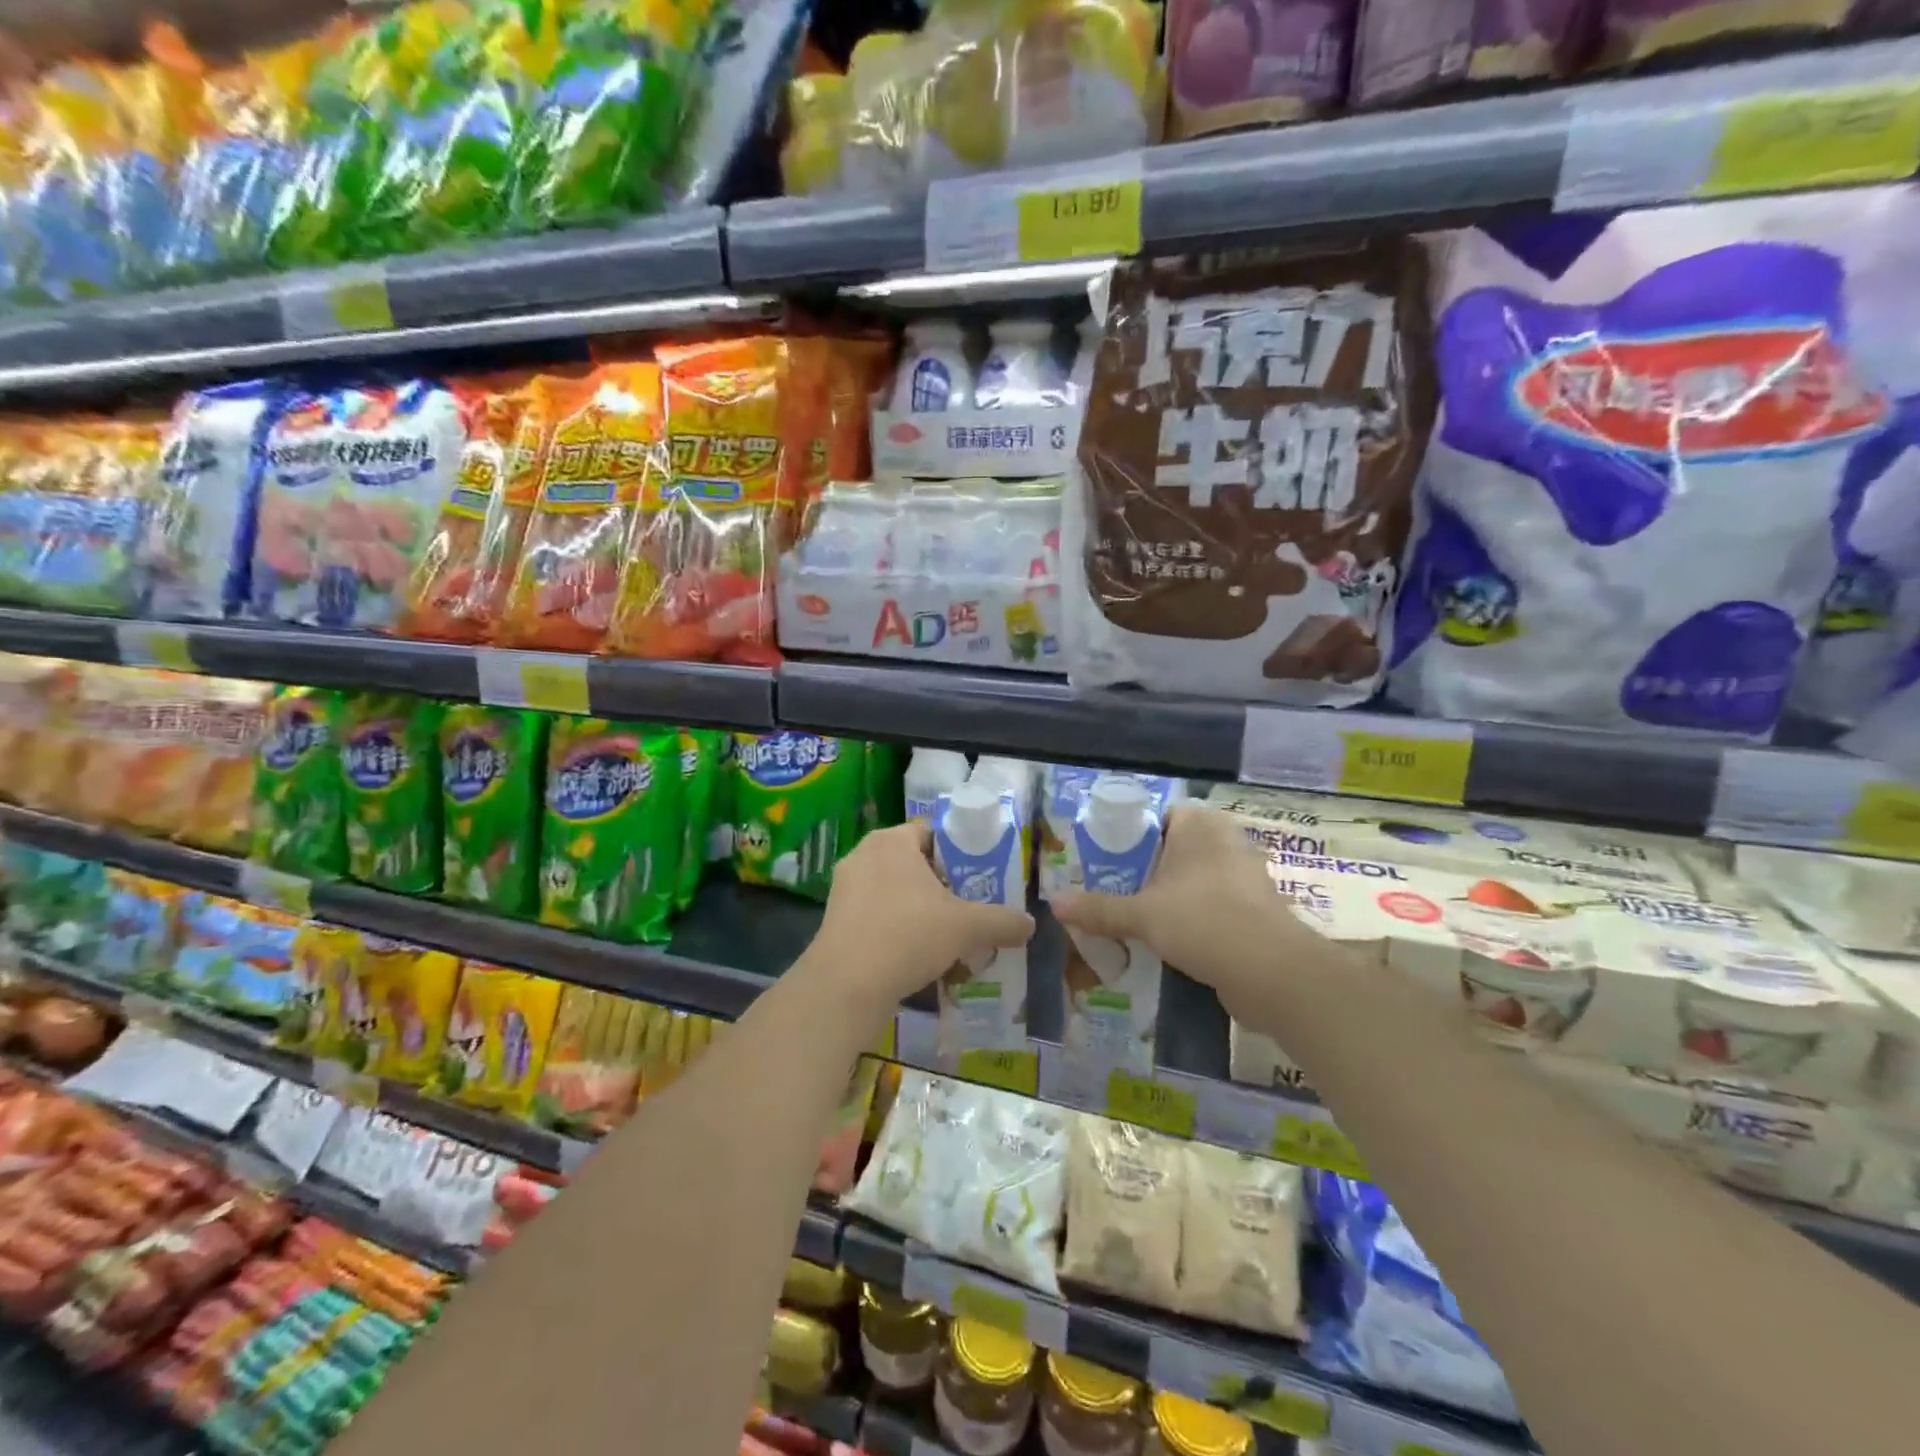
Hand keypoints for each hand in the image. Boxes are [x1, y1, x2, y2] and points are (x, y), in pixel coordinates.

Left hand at [810, 821, 1034, 1014]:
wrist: (844, 987)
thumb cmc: (907, 937)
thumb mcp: (966, 927)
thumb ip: (1002, 921)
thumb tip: (1031, 925)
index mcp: (892, 841)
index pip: (934, 832)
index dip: (962, 852)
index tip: (982, 877)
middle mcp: (864, 855)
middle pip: (916, 864)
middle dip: (944, 887)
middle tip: (971, 909)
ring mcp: (845, 888)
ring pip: (897, 893)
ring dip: (923, 912)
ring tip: (950, 937)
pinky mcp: (835, 920)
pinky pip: (878, 916)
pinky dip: (899, 930)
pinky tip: (920, 957)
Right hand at [1051, 803, 1317, 1017]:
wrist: (1273, 972)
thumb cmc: (1202, 921)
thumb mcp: (1141, 915)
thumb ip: (1099, 909)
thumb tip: (1053, 904)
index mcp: (1199, 824)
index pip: (1158, 817)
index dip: (1130, 837)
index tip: (1104, 861)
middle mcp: (1225, 840)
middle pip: (1174, 849)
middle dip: (1146, 871)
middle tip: (1112, 891)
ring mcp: (1245, 875)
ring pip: (1195, 879)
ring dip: (1169, 897)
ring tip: (1134, 918)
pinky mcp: (1256, 909)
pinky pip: (1214, 904)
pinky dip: (1193, 917)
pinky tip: (1169, 940)